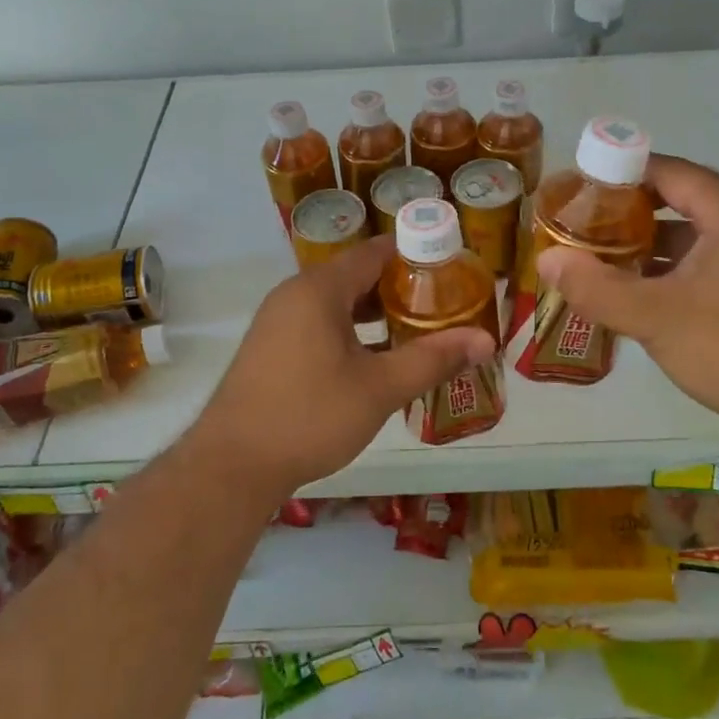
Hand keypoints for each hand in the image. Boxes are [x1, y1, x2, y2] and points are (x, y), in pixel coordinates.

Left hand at [197, 235, 496, 495]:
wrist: (232, 465)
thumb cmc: (310, 416)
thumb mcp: (380, 388)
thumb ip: (433, 359)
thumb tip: (485, 341)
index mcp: (319, 289)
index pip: (375, 252)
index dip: (415, 257)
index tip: (452, 271)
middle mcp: (294, 294)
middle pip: (356, 275)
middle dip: (399, 288)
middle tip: (442, 306)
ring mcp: (277, 321)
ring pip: (337, 303)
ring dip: (375, 313)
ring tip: (416, 330)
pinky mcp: (270, 347)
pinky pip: (318, 323)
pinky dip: (349, 330)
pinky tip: (373, 359)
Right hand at [536, 154, 718, 429]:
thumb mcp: (654, 318)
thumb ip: (596, 288)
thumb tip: (547, 260)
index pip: (670, 171)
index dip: (622, 172)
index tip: (580, 185)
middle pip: (681, 198)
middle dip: (630, 209)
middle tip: (584, 221)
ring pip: (693, 234)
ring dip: (649, 242)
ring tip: (602, 254)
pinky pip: (706, 261)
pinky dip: (671, 267)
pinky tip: (640, 290)